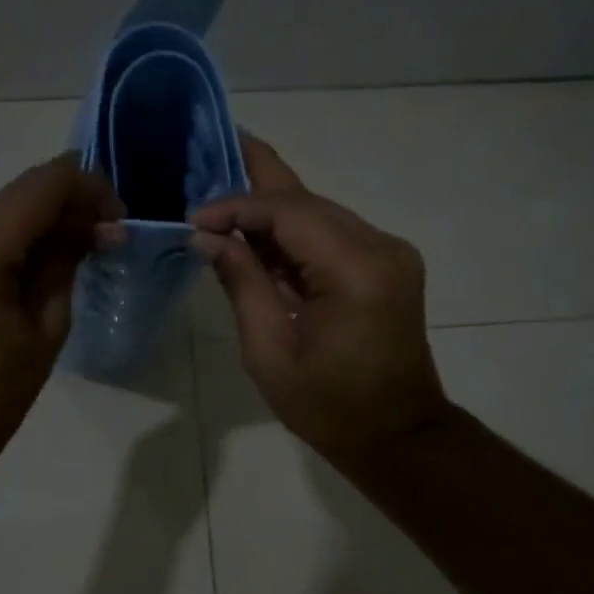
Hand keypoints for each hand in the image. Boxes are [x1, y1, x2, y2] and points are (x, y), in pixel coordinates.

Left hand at [0, 155, 120, 445]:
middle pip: (18, 196)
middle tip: (102, 241)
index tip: (116, 217)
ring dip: (36, 227)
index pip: (43, 184)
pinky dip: (6, 240)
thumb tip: (96, 225)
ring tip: (68, 260)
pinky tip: (26, 270)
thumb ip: (66, 261)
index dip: (88, 187)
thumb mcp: (45, 329)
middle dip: (65, 211)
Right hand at [191, 138, 448, 463]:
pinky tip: (259, 234)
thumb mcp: (270, 354)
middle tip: (207, 158)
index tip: (194, 218)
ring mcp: (391, 253)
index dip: (237, 206)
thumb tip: (208, 237)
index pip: (288, 213)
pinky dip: (295, 234)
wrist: (399, 436)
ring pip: (321, 213)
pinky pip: (334, 234)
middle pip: (308, 201)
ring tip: (224, 200)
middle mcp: (381, 247)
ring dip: (273, 211)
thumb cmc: (329, 408)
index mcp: (355, 272)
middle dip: (254, 188)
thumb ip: (242, 284)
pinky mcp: (390, 264)